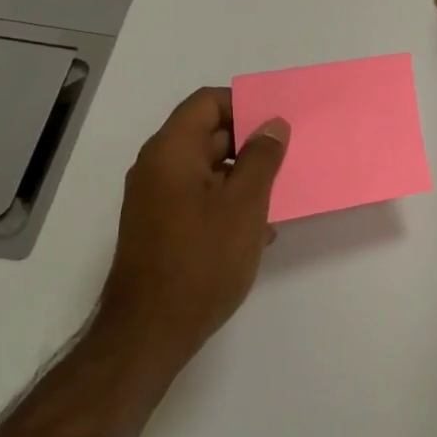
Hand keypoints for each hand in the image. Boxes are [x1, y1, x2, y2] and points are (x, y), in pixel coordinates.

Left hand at [101, 87, 290, 369]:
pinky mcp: (160, 228)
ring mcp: (155, 200)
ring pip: (206, 169)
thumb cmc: (201, 260)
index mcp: (171, 151)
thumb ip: (261, 158)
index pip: (207, 103)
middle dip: (248, 143)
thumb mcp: (244, 204)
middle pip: (207, 134)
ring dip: (242, 176)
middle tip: (287, 157)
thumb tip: (272, 124)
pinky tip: (257, 229)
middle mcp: (156, 167)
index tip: (277, 123)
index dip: (244, 105)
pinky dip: (226, 202)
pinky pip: (198, 197)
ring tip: (279, 195)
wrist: (149, 333)